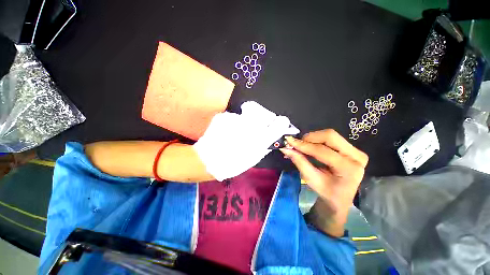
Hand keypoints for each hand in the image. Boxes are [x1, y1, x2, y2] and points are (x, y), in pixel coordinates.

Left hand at [193, 101, 298, 180]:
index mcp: (260, 139)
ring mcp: (237, 119)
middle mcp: (251, 127)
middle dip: (264, 116)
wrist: (208, 160)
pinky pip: (234, 116)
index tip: (280, 122)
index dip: (281, 122)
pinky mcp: (225, 116)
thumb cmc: (233, 163)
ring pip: (248, 113)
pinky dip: (233, 121)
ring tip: (237, 130)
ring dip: (246, 119)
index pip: (279, 124)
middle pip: (264, 112)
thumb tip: (272, 135)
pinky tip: (227, 130)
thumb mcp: (253, 157)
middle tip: (258, 122)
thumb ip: (264, 145)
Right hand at [281, 129, 367, 236]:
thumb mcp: (311, 179)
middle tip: (297, 143)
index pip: (323, 151)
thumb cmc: (326, 193)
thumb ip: (299, 162)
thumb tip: (285, 148)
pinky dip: (317, 140)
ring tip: (302, 146)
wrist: (340, 198)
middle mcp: (357, 157)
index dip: (304, 145)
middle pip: (330, 136)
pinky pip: (332, 139)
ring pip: (331, 135)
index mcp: (349, 169)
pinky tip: (309, 146)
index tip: (289, 141)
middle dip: (310, 138)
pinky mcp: (352, 149)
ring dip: (313, 138)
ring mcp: (356, 151)